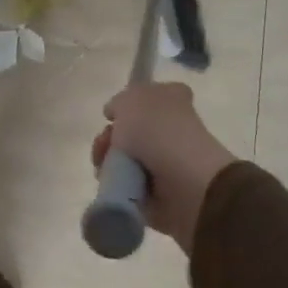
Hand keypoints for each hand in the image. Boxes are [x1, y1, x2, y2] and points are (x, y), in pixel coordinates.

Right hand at [90, 82, 235, 253]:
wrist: (184, 182)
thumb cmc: (157, 130)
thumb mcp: (130, 100)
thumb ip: (120, 102)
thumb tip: (117, 114)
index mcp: (172, 99)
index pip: (149, 96)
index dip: (127, 104)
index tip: (111, 116)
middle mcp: (172, 128)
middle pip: (131, 130)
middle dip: (110, 138)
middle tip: (104, 145)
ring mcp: (167, 161)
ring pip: (126, 158)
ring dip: (109, 161)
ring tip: (104, 167)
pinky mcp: (161, 192)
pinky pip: (128, 186)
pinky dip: (117, 185)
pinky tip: (112, 183)